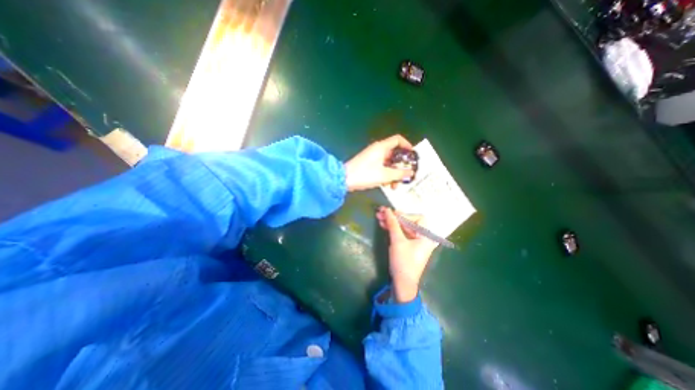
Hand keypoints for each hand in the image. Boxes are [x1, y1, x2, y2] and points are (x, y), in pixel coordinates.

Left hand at [344, 134, 413, 189]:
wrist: (344, 180)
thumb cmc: (365, 174)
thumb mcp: (384, 175)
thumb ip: (399, 173)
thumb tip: (411, 173)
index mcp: (381, 147)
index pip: (398, 140)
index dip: (407, 145)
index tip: (413, 156)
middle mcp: (378, 150)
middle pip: (395, 154)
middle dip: (401, 166)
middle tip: (405, 176)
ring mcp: (373, 158)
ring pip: (389, 163)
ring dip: (394, 174)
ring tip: (394, 186)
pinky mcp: (369, 165)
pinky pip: (382, 168)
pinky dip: (386, 175)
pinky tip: (387, 185)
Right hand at [378, 208, 434, 301]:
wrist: (402, 283)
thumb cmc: (403, 261)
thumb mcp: (397, 241)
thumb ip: (393, 224)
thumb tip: (387, 210)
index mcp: (426, 236)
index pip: (418, 219)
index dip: (405, 215)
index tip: (392, 213)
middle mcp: (423, 237)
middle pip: (409, 222)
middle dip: (395, 218)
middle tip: (381, 212)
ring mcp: (416, 242)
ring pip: (403, 227)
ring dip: (392, 223)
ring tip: (379, 218)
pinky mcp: (409, 246)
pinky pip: (401, 234)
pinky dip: (393, 229)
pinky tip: (383, 225)